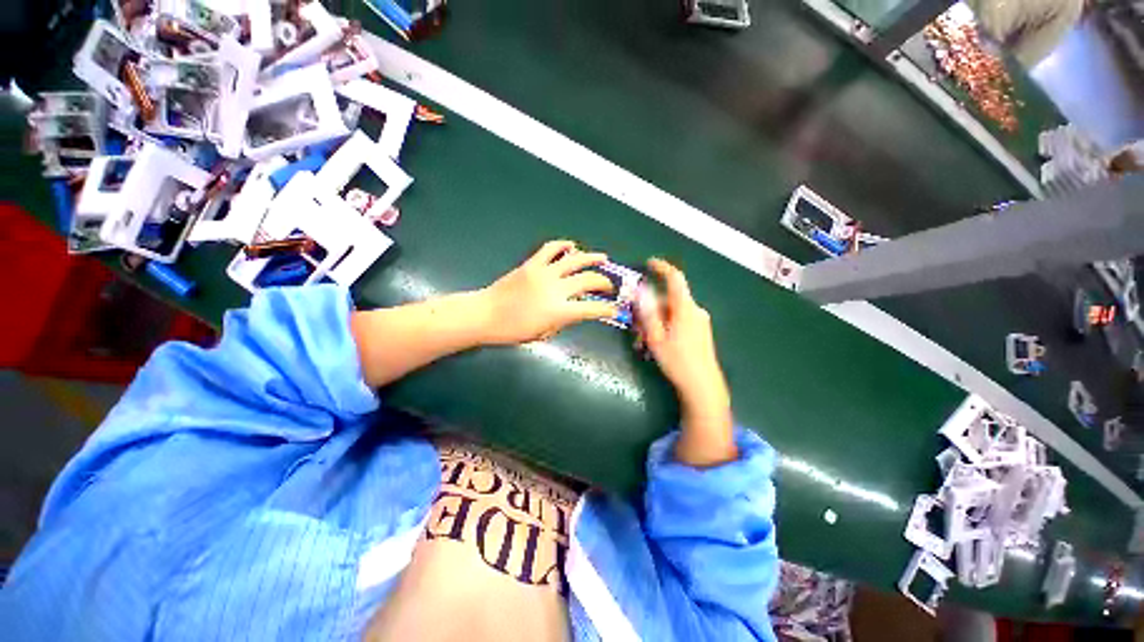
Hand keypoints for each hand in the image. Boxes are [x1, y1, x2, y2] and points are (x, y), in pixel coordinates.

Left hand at [478, 240, 616, 344]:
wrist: (485, 314)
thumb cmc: (512, 331)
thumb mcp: (543, 333)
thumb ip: (563, 321)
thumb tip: (575, 311)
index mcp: (558, 311)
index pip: (591, 308)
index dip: (607, 309)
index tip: (614, 310)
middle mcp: (555, 289)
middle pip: (588, 280)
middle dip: (604, 283)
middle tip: (609, 286)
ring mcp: (544, 273)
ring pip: (574, 259)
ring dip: (592, 257)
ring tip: (603, 258)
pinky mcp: (532, 263)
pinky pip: (551, 249)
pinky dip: (563, 245)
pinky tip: (572, 246)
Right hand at [637, 258, 734, 464]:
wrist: (703, 386)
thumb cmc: (678, 361)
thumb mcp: (656, 338)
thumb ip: (648, 312)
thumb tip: (640, 291)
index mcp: (685, 308)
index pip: (675, 278)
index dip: (661, 268)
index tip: (648, 263)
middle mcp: (695, 310)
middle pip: (668, 300)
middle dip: (650, 309)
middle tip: (636, 328)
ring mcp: (700, 321)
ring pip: (672, 312)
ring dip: (655, 321)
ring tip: (643, 342)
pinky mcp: (700, 332)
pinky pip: (679, 321)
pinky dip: (665, 327)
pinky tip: (656, 344)